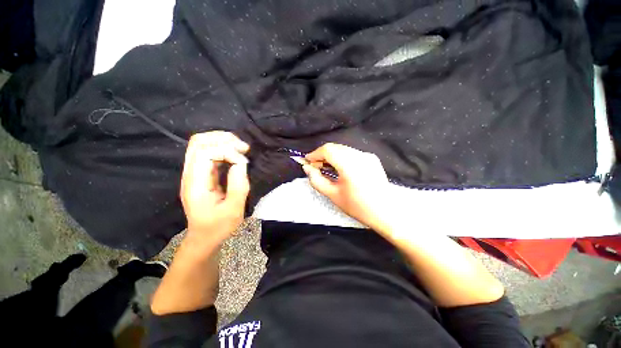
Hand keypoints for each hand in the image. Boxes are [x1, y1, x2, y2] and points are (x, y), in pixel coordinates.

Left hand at [180, 131, 249, 249]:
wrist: (204, 237)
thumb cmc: (218, 227)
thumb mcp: (233, 210)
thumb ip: (238, 186)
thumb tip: (241, 163)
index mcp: (195, 183)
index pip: (204, 152)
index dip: (226, 152)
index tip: (243, 163)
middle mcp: (190, 174)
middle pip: (199, 142)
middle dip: (223, 139)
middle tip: (244, 147)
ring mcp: (194, 172)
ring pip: (203, 144)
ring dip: (223, 141)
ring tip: (242, 148)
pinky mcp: (202, 174)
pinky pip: (209, 152)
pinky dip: (224, 148)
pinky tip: (236, 154)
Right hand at [303, 143, 390, 230]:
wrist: (385, 212)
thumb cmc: (357, 206)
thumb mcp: (333, 195)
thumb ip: (316, 180)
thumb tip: (307, 168)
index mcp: (350, 164)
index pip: (328, 150)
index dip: (315, 154)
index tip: (307, 162)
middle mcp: (360, 155)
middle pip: (335, 148)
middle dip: (322, 155)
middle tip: (315, 167)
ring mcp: (367, 156)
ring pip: (343, 150)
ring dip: (332, 156)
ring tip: (326, 168)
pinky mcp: (372, 158)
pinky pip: (352, 153)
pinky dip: (342, 158)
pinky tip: (340, 168)